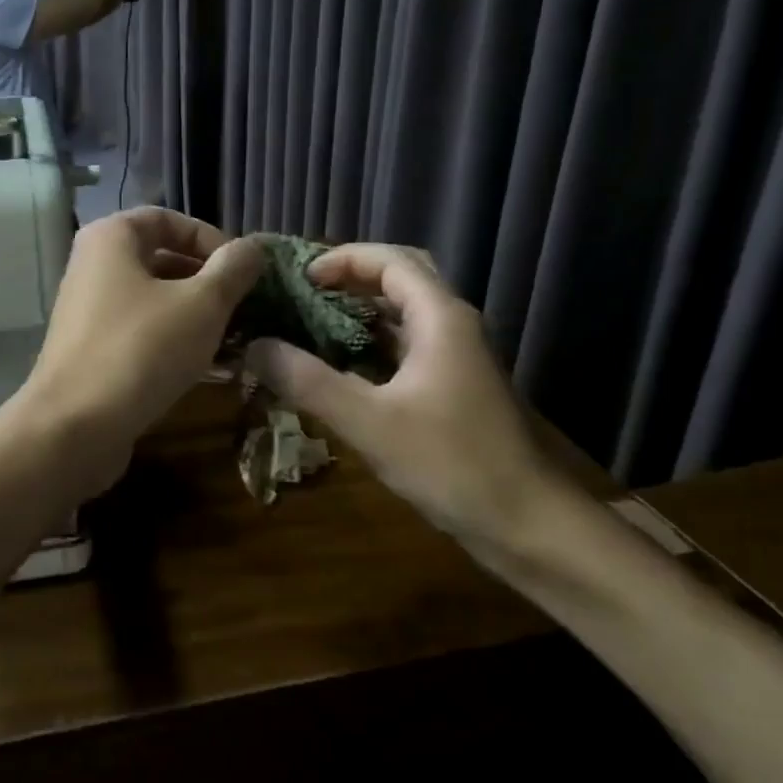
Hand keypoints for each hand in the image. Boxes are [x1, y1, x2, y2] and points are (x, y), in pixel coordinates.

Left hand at [20, 208, 262, 492]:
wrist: (74, 427)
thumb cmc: (141, 349)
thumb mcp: (202, 304)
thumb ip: (232, 270)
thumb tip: (253, 248)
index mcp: (111, 238)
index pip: (169, 219)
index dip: (211, 239)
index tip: (243, 271)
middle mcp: (93, 266)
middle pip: (161, 260)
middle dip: (207, 281)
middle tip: (244, 307)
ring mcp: (89, 311)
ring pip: (154, 300)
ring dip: (196, 315)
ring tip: (235, 338)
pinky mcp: (92, 350)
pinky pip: (141, 333)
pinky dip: (174, 341)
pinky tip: (209, 368)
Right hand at [244, 244, 561, 550]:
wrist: (527, 523)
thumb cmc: (451, 463)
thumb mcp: (369, 422)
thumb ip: (308, 381)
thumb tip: (255, 345)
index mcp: (440, 317)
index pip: (390, 260)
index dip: (341, 259)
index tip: (298, 278)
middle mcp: (452, 325)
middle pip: (400, 278)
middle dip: (350, 279)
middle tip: (303, 293)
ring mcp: (456, 357)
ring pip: (403, 314)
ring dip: (358, 312)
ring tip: (309, 323)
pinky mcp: (453, 386)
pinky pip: (406, 347)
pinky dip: (370, 345)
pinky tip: (339, 367)